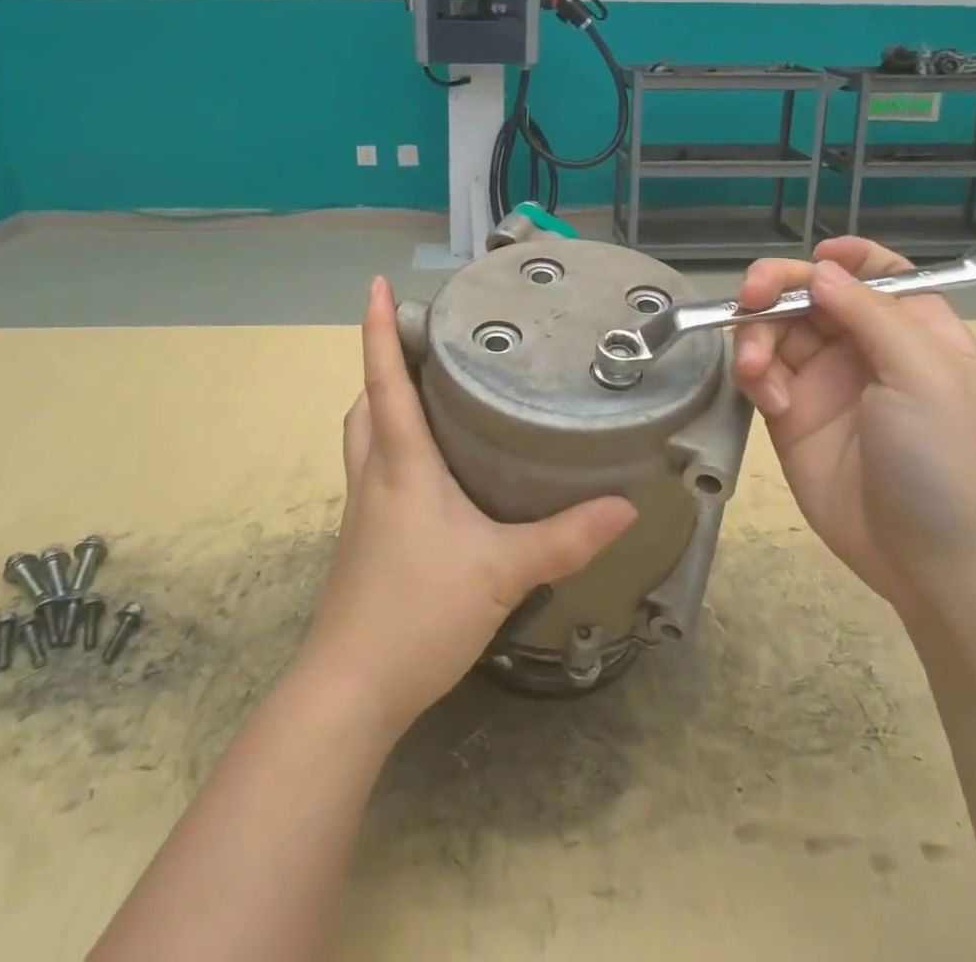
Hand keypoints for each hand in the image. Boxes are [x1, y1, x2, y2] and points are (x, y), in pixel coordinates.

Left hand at [298, 277, 636, 738]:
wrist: (350, 691)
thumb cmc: (418, 612)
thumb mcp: (503, 570)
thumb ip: (566, 538)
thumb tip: (625, 506)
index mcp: (401, 463)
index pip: (386, 379)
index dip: (380, 329)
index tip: (375, 285)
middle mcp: (374, 475)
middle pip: (367, 402)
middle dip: (384, 363)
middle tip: (424, 342)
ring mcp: (362, 509)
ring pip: (363, 436)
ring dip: (382, 404)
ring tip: (424, 393)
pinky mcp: (362, 539)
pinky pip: (371, 469)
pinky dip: (389, 446)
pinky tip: (427, 470)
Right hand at [731, 239, 975, 613]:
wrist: (930, 562)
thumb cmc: (946, 459)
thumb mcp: (925, 376)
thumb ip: (871, 314)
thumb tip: (821, 270)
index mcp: (913, 330)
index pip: (877, 273)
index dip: (845, 257)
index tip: (814, 258)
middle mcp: (864, 348)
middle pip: (811, 294)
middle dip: (777, 288)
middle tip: (749, 299)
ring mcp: (824, 382)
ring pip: (776, 331)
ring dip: (757, 338)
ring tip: (758, 371)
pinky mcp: (790, 416)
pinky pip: (760, 375)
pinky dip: (755, 377)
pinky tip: (771, 401)